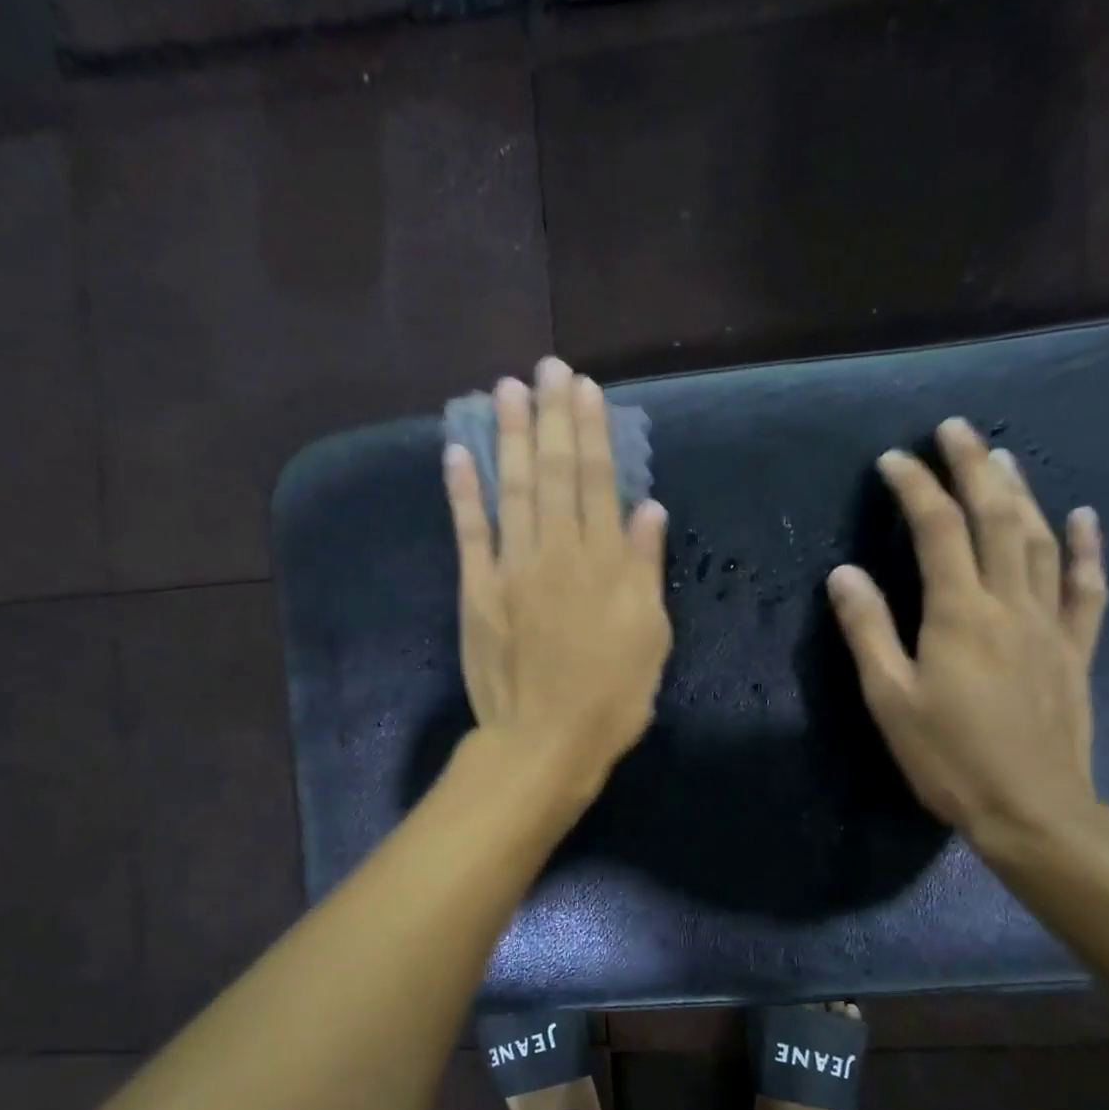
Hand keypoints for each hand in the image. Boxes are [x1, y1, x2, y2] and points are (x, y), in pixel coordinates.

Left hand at [444, 357, 672, 793]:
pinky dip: (463, 491)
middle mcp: (557, 551)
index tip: (584, 387)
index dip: (591, 429)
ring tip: (505, 390)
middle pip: (554, 472)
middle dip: (550, 416)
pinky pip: (468, 532)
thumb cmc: (611, 696)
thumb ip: (646, 568)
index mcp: (604, 561)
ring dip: (508, 436)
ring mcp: (511, 568)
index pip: (598, 479)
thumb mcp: (650, 636)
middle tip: (545, 368)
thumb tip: (648, 508)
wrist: (545, 741)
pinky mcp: (477, 591)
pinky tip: (457, 452)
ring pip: (512, 489)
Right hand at [827, 418, 1108, 844]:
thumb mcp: (890, 698)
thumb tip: (845, 573)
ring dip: (1020, 492)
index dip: (915, 488)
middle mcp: (1009, 603)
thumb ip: (868, 631)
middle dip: (972, 467)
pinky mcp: (1075, 649)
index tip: (893, 460)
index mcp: (959, 614)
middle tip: (955, 428)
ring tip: (1003, 455)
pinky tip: (1083, 517)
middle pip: (994, 518)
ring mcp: (1050, 624)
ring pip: (1038, 540)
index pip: (937, 530)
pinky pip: (1085, 587)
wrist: (1032, 809)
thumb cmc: (947, 757)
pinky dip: (1085, 548)